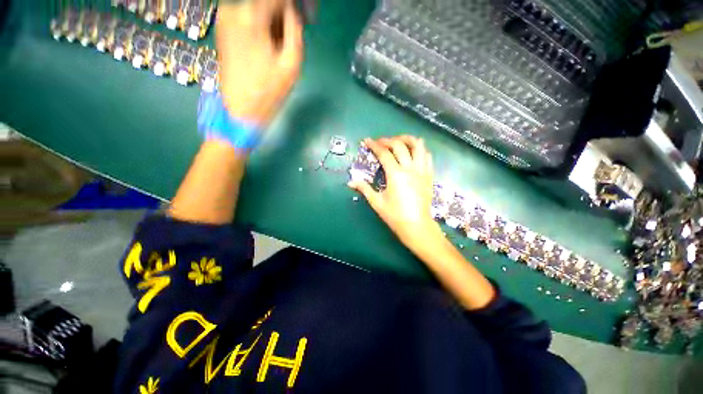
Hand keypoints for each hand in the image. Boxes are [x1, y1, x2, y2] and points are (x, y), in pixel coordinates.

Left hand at [216, 0, 303, 126]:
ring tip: (280, 43)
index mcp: (252, 15)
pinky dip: (260, 24)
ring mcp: (225, 17)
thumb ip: (295, 29)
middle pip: (266, 1)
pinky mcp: (223, 27)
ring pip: (256, 7)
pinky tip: (267, 43)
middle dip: (282, 13)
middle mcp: (234, 8)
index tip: (305, 16)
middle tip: (294, 32)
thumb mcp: (292, 63)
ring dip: (272, 20)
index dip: (294, 6)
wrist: (241, 109)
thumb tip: (293, 11)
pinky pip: (246, 16)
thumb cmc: (269, 91)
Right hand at [348, 136, 442, 251]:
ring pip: (418, 146)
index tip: (367, 141)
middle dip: (388, 140)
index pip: (384, 153)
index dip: (374, 145)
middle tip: (380, 142)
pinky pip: (427, 156)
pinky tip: (413, 153)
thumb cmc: (395, 215)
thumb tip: (351, 182)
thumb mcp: (377, 202)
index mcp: (396, 174)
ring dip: (407, 139)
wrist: (417, 226)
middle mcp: (410, 168)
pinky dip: (419, 150)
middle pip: (400, 145)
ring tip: (398, 141)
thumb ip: (364, 188)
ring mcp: (422, 171)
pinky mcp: (429, 175)